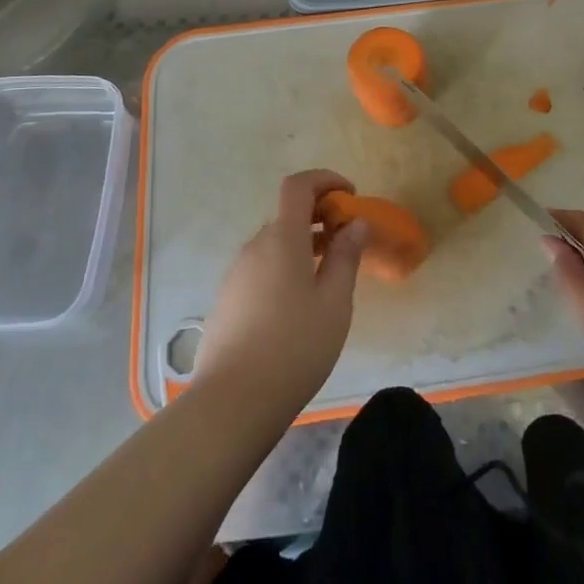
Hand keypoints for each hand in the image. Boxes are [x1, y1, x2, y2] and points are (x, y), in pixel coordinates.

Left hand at [194, 170, 367, 419]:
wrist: (232, 403)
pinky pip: (262, 269)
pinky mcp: (228, 301)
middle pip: (288, 215)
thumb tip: (355, 223)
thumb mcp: (335, 302)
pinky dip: (286, 268)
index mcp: (282, 238)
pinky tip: (299, 307)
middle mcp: (255, 247)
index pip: (298, 186)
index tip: (350, 196)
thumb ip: (346, 256)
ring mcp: (236, 275)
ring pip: (275, 245)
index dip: (325, 180)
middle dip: (320, 218)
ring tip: (329, 278)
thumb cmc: (294, 346)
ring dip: (303, 246)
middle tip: (348, 243)